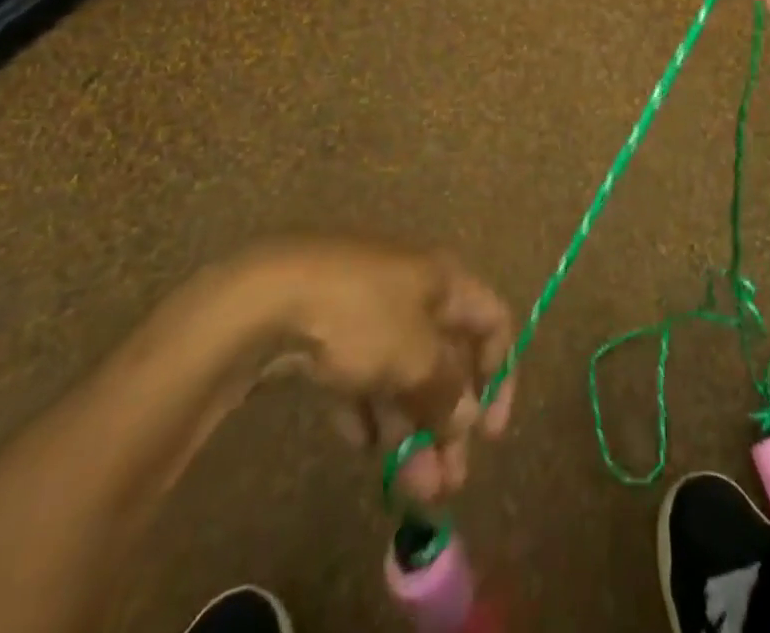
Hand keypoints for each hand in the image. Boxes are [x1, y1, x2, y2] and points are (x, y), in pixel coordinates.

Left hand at [239, 240, 515, 503]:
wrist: (269, 298)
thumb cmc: (362, 316)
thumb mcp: (415, 356)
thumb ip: (447, 390)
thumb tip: (467, 416)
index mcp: (444, 281)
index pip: (492, 321)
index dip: (500, 374)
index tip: (491, 433)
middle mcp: (414, 290)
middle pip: (446, 357)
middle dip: (450, 421)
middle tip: (448, 482)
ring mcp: (369, 310)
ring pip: (403, 373)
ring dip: (411, 429)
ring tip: (408, 487)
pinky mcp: (329, 333)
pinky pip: (363, 376)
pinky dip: (369, 411)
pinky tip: (363, 446)